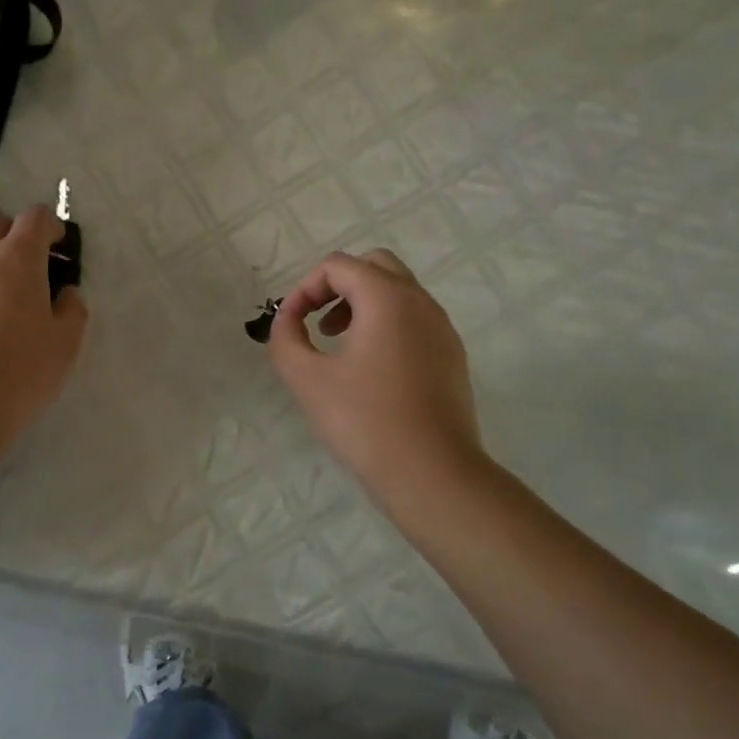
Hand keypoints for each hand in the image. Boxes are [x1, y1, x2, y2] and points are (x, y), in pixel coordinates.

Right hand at [269, 250, 482, 497]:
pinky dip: (387, 326)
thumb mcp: (306, 379)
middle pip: (375, 266)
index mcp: (387, 298)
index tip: (290, 324)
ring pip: (399, 293)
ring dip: (363, 305)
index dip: (305, 288)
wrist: (431, 472)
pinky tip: (371, 370)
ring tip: (339, 346)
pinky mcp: (452, 356)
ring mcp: (443, 328)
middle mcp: (421, 302)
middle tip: (317, 323)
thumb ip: (286, 338)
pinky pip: (415, 320)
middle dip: (338, 286)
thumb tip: (287, 319)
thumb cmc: (364, 421)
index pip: (339, 265)